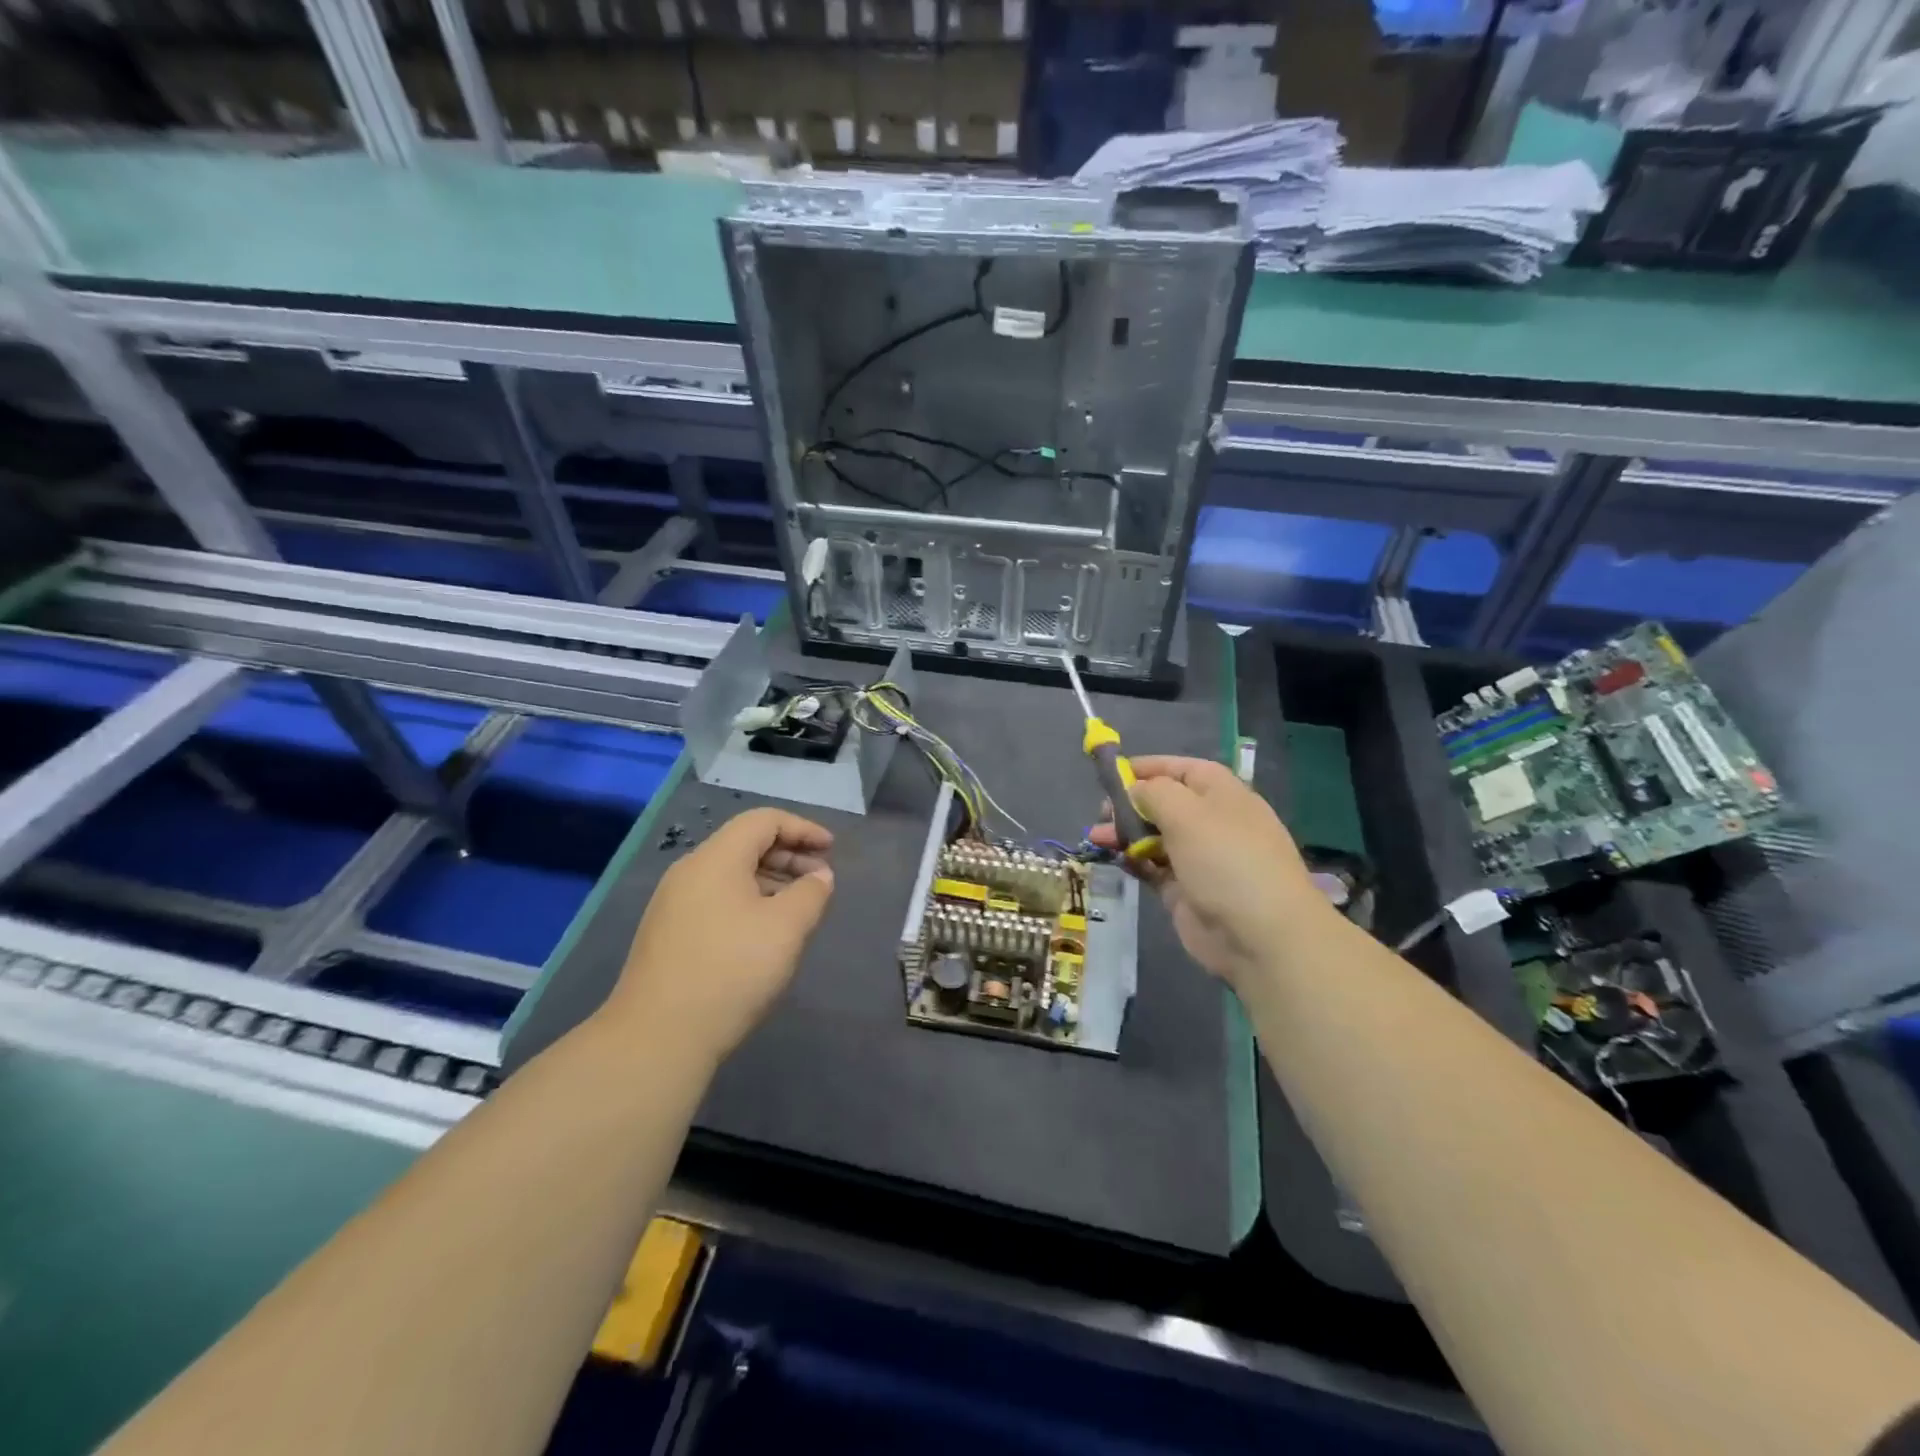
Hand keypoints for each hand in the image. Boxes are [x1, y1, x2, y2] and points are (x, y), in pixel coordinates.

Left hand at [603, 808, 834, 1060]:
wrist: (657, 1037)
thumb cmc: (731, 971)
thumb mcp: (787, 928)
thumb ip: (811, 893)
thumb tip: (819, 876)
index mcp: (716, 859)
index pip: (763, 821)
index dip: (802, 829)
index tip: (831, 850)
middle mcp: (689, 872)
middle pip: (745, 844)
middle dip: (788, 854)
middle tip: (821, 878)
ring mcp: (673, 903)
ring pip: (730, 874)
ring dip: (770, 879)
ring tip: (799, 906)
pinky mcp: (668, 933)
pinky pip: (716, 898)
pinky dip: (749, 900)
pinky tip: (765, 931)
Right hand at [1090, 756, 1330, 992]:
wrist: (1261, 936)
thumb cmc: (1226, 860)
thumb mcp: (1187, 813)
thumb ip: (1154, 792)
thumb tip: (1136, 790)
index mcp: (1221, 794)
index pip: (1181, 769)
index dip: (1148, 768)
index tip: (1112, 773)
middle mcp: (1211, 821)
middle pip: (1163, 803)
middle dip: (1130, 804)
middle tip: (1101, 813)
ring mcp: (1199, 858)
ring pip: (1154, 836)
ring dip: (1124, 833)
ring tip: (1096, 838)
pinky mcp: (1185, 890)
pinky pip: (1153, 867)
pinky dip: (1134, 860)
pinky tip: (1115, 858)